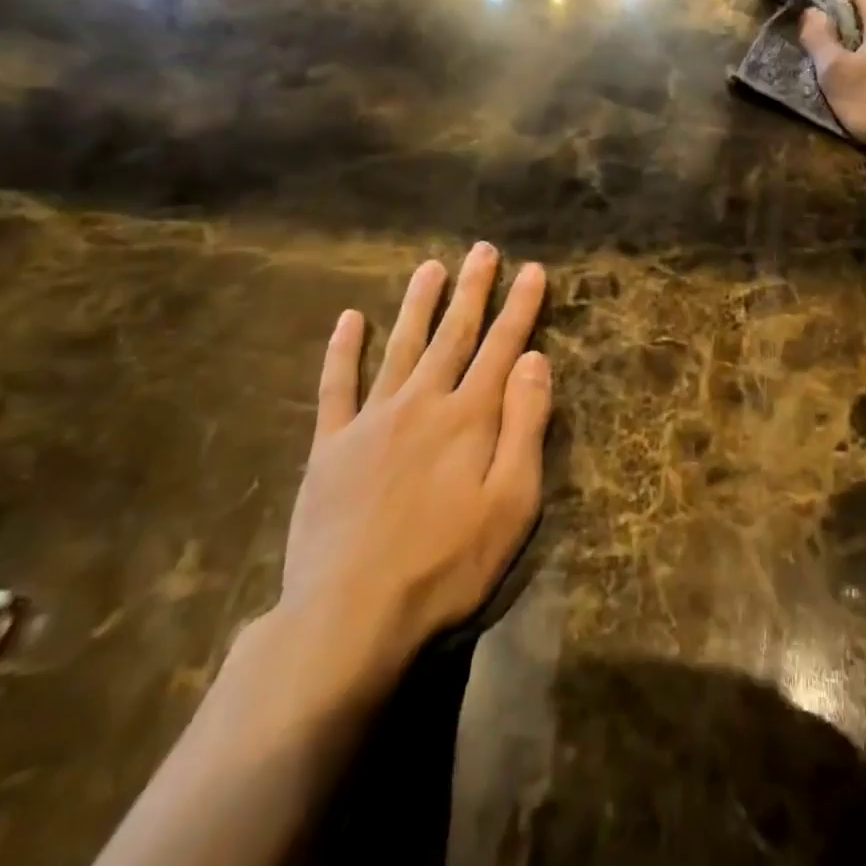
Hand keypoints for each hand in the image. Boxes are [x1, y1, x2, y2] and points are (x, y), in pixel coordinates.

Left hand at [273, 242, 550, 700]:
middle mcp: (422, 403)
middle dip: (473, 290)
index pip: (503, 346)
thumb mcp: (511, 501)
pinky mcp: (332, 446)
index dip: (520, 306)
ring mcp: (371, 421)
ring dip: (418, 304)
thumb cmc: (447, 564)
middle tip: (483, 250)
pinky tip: (350, 319)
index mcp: (470, 417)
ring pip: (401, 347)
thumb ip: (525, 425)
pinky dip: (343, 350)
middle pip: (454, 334)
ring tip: (431, 267)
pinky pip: (336, 387)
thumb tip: (533, 360)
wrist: (349, 615)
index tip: (533, 270)